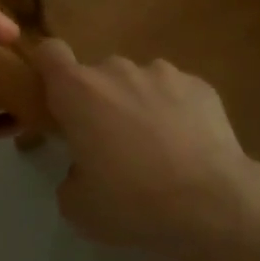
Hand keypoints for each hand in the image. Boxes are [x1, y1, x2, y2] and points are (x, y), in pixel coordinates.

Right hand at [30, 41, 254, 260]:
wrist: (211, 203)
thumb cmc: (133, 202)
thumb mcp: (79, 207)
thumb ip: (69, 177)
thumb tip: (81, 170)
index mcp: (79, 91)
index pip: (50, 52)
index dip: (48, 68)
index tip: (54, 96)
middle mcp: (117, 69)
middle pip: (98, 75)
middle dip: (99, 102)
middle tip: (111, 145)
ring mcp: (162, 72)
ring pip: (139, 82)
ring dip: (138, 105)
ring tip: (157, 149)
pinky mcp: (199, 84)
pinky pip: (176, 93)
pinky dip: (176, 112)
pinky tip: (188, 148)